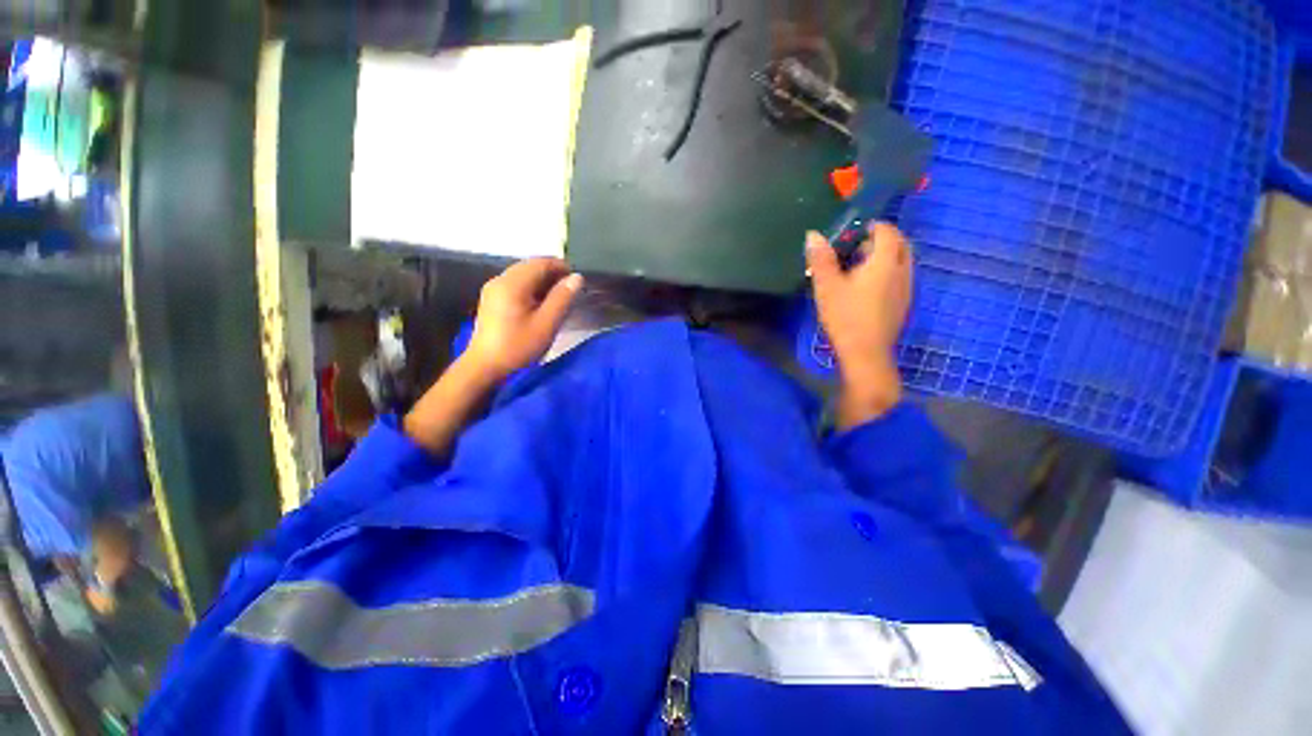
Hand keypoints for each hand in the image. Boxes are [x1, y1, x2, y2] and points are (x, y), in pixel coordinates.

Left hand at [465, 258, 583, 380]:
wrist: (486, 366)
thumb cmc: (519, 346)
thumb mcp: (547, 323)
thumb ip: (563, 298)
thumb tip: (577, 277)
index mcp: (513, 283)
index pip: (541, 262)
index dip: (562, 267)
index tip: (577, 282)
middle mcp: (500, 279)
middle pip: (531, 266)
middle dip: (553, 275)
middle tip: (571, 292)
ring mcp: (494, 289)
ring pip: (524, 275)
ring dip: (543, 282)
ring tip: (559, 300)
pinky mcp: (492, 299)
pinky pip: (516, 285)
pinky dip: (532, 289)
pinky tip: (541, 305)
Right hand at [805, 223, 912, 426]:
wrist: (865, 353)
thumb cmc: (845, 316)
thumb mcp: (827, 286)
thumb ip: (821, 259)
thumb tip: (814, 234)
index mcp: (886, 262)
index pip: (888, 231)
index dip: (873, 226)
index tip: (853, 230)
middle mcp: (902, 271)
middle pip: (899, 244)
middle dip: (880, 240)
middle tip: (855, 247)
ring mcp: (906, 289)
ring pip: (900, 262)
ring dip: (883, 257)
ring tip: (857, 267)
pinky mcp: (902, 304)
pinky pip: (898, 278)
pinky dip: (885, 273)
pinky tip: (864, 289)